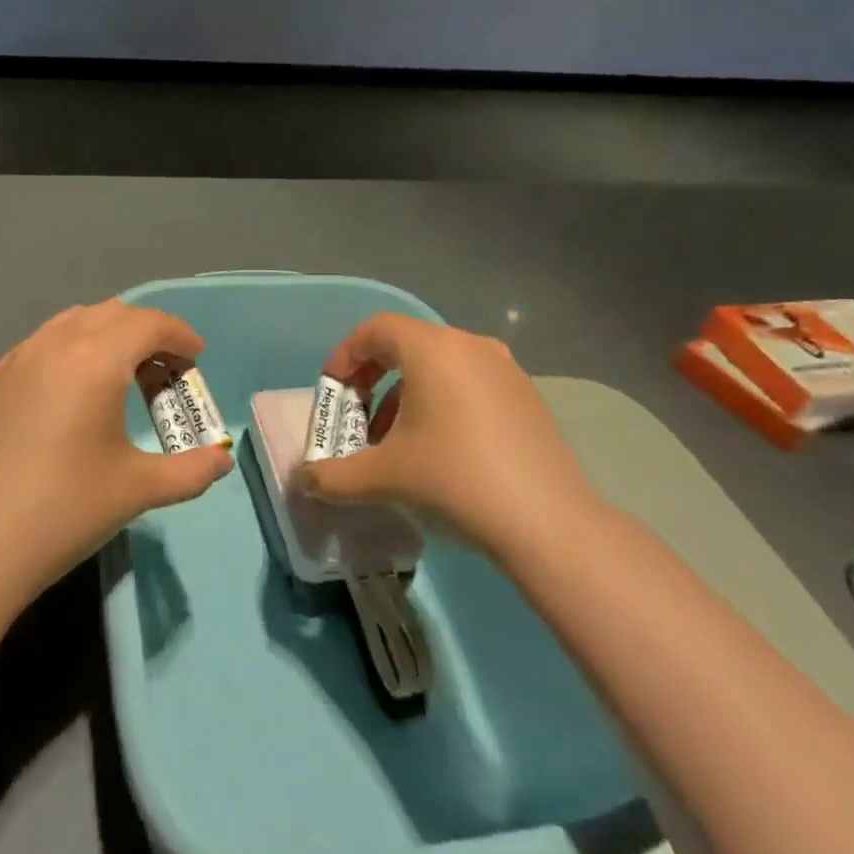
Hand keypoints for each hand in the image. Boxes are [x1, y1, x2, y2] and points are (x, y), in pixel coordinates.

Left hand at [0, 301, 232, 605]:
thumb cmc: (63, 511)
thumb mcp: (137, 490)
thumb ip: (190, 471)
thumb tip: (221, 461)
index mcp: (94, 359)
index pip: (148, 323)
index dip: (180, 335)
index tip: (197, 358)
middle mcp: (54, 344)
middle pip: (112, 313)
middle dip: (147, 333)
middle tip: (166, 372)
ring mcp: (17, 359)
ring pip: (73, 321)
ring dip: (108, 335)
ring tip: (122, 377)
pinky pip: (43, 342)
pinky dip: (72, 348)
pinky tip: (74, 392)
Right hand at [295, 314, 604, 564]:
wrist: (549, 523)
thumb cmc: (455, 479)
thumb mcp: (384, 477)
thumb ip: (334, 476)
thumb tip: (303, 481)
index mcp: (432, 349)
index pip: (374, 330)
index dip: (344, 357)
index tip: (333, 394)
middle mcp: (469, 345)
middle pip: (405, 345)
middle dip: (371, 379)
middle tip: (356, 417)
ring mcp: (504, 370)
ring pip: (438, 366)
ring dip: (404, 395)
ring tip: (392, 441)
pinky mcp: (526, 397)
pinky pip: (468, 384)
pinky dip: (440, 403)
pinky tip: (438, 450)